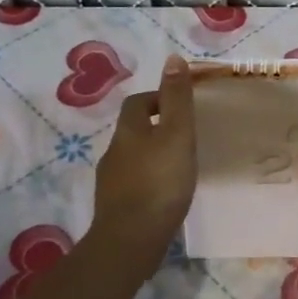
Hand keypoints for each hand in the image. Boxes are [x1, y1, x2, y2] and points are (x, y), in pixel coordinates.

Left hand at [91, 55, 196, 261]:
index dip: (160, 98)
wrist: (131, 240)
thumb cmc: (159, 182)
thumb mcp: (177, 134)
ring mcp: (112, 182)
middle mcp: (114, 152)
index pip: (139, 102)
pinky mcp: (115, 207)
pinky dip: (149, 180)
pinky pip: (134, 183)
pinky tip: (165, 193)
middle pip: (134, 130)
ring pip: (133, 157)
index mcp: (129, 131)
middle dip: (157, 127)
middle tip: (186, 136)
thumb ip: (178, 98)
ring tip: (179, 165)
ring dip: (153, 155)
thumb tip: (173, 58)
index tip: (183, 107)